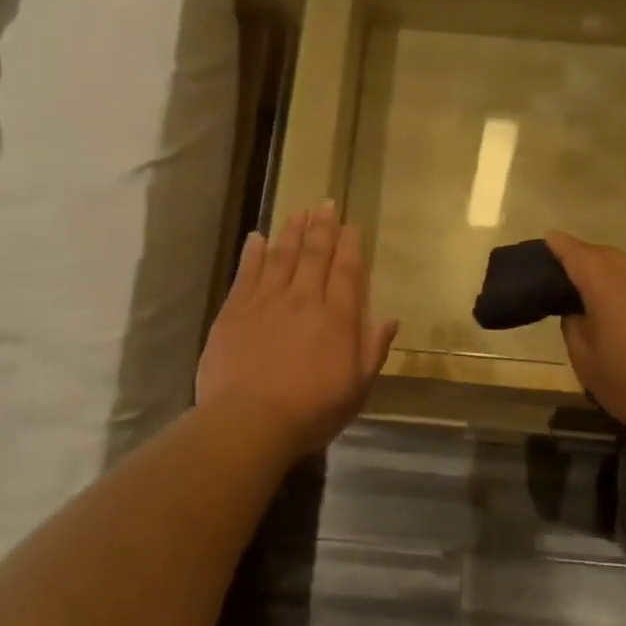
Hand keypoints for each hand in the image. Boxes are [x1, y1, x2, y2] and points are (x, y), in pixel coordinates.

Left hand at [197, 201, 399, 453]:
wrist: (249, 420)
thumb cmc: (311, 410)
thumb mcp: (357, 388)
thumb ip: (373, 349)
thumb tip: (390, 319)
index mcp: (337, 317)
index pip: (346, 270)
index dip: (350, 245)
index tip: (351, 225)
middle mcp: (303, 299)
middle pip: (314, 255)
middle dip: (322, 227)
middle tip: (325, 204)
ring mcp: (266, 301)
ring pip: (281, 256)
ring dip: (291, 232)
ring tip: (298, 212)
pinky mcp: (234, 311)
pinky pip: (246, 273)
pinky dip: (253, 252)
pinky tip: (257, 238)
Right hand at [545, 231, 625, 451]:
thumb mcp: (588, 366)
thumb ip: (575, 331)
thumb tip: (577, 314)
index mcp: (610, 288)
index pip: (579, 255)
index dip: (561, 245)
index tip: (550, 237)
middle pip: (609, 257)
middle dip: (588, 258)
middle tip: (571, 270)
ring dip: (617, 279)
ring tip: (606, 302)